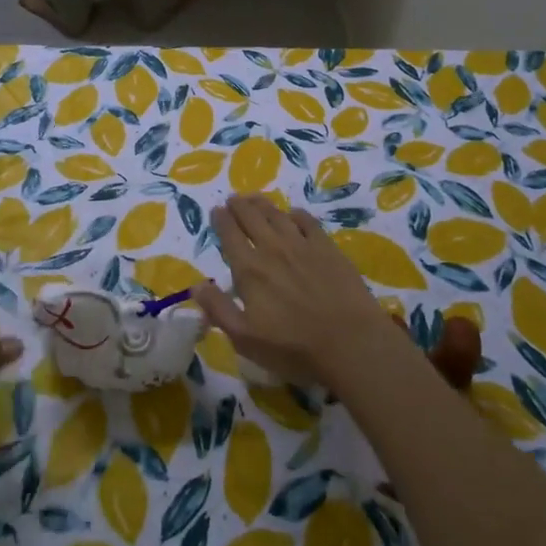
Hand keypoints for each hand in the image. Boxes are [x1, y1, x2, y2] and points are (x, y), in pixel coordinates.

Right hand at [191, 195, 407, 388]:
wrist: (350, 343)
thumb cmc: (294, 347)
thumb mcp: (246, 338)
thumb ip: (219, 309)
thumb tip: (195, 284)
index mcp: (249, 270)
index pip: (230, 236)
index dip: (221, 220)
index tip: (216, 210)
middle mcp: (272, 248)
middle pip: (251, 218)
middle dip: (239, 205)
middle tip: (233, 198)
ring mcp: (302, 245)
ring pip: (277, 215)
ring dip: (263, 204)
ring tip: (255, 198)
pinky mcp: (328, 248)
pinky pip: (308, 222)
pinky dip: (297, 214)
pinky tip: (294, 214)